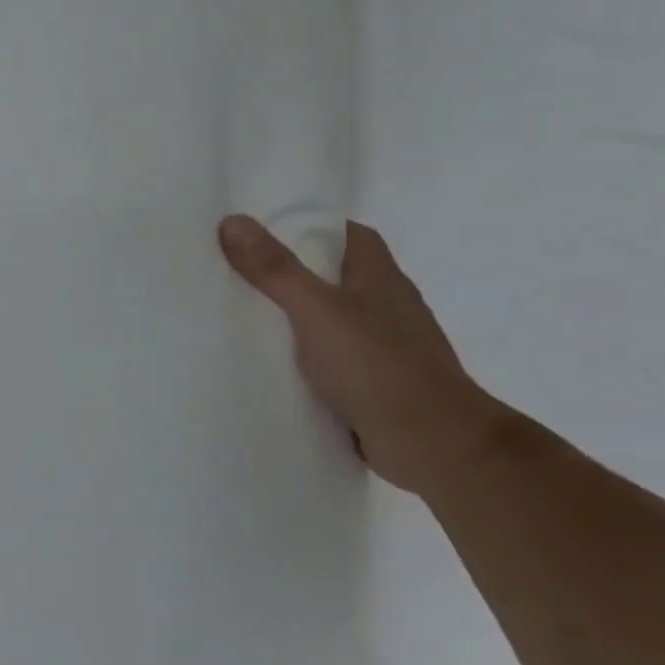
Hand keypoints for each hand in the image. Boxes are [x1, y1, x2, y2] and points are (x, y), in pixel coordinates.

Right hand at [219, 215, 512, 495]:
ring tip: (245, 319)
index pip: (350, 235)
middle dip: (294, 274)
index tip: (264, 231)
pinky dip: (306, 360)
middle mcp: (387, 308)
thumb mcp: (317, 311)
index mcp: (381, 278)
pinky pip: (332, 361)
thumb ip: (276, 270)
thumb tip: (232, 220)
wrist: (433, 444)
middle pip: (337, 277)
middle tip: (240, 274)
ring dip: (298, 320)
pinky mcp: (374, 385)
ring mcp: (384, 349)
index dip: (312, 227)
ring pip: (333, 321)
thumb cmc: (378, 366)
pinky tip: (274, 368)